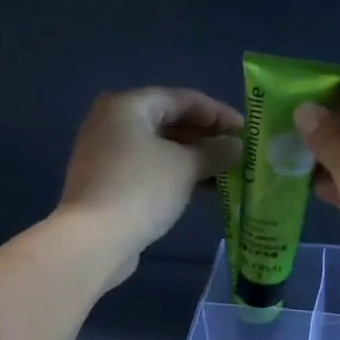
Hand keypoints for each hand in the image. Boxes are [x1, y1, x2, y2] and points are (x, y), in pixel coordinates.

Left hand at [58, 87, 242, 285]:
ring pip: (159, 146)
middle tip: (236, 151)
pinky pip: (148, 167)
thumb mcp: (186, 167)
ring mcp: (105, 152)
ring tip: (225, 171)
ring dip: (192, 157)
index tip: (246, 130)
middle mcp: (111, 121)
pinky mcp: (106, 181)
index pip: (183, 99)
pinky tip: (200, 187)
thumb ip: (215, 151)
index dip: (218, 113)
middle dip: (205, 136)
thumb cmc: (142, 189)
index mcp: (127, 105)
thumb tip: (235, 146)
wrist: (93, 240)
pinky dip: (174, 172)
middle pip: (168, 120)